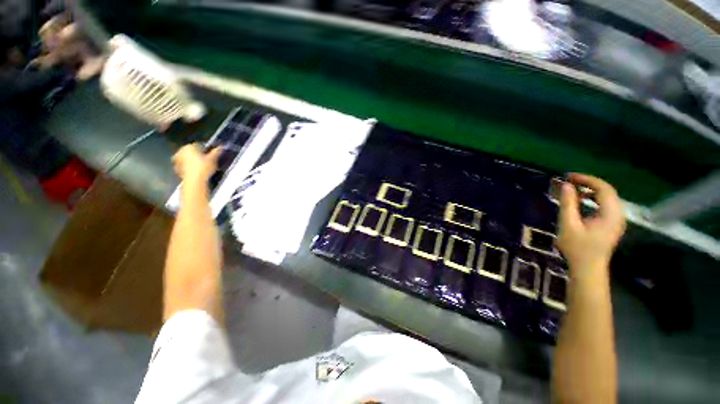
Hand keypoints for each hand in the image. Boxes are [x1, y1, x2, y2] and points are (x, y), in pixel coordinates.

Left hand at [172, 144, 219, 184]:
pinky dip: (190, 168)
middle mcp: (181, 151)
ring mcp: (177, 160)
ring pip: (188, 159)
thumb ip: (217, 152)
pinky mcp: (177, 169)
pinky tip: (197, 172)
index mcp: (189, 146)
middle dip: (198, 155)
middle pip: (192, 152)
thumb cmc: (203, 168)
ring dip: (194, 161)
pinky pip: (185, 166)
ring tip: (203, 167)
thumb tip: (221, 147)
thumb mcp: (213, 159)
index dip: (206, 149)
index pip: (199, 145)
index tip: (211, 154)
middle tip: (207, 161)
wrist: (194, 181)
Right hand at [557, 173, 625, 280]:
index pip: (604, 189)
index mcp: (610, 214)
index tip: (569, 177)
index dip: (587, 180)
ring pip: (607, 198)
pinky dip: (593, 199)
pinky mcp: (612, 224)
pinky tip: (581, 201)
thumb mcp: (568, 225)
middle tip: (570, 181)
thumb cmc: (577, 248)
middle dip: (589, 183)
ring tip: (573, 189)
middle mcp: (618, 215)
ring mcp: (617, 220)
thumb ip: (568, 204)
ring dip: (591, 191)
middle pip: (607, 191)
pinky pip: (605, 205)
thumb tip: (566, 185)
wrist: (588, 269)